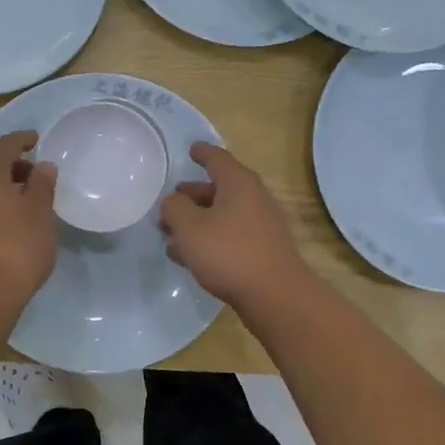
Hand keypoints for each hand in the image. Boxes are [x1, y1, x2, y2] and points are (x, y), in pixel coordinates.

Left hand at [0, 131, 58, 303]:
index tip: (37, 140)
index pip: (6, 144)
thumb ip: (42, 184)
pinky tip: (7, 220)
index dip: (23, 140)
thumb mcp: (40, 212)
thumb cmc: (17, 245)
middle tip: (35, 175)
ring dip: (0, 187)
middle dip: (12, 166)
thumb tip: (42, 166)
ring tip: (24, 200)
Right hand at [159, 143, 308, 308]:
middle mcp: (253, 198)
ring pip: (222, 216)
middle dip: (192, 196)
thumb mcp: (189, 227)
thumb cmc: (228, 252)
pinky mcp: (262, 250)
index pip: (217, 159)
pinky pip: (230, 236)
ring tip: (171, 236)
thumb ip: (174, 208)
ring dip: (197, 222)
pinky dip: (209, 239)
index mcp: (238, 183)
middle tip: (170, 203)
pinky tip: (189, 257)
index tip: (191, 149)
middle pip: (219, 189)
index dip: (202, 153)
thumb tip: (174, 202)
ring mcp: (261, 225)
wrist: (274, 295)